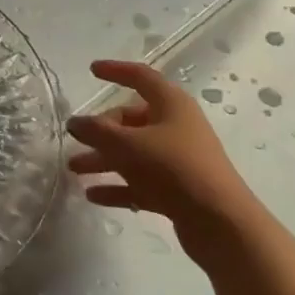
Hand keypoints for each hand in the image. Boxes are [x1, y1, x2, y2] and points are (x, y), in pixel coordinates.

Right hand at [66, 60, 262, 263]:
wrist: (220, 224)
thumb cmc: (173, 168)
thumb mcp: (127, 145)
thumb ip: (96, 131)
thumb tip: (74, 122)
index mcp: (171, 105)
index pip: (141, 77)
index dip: (115, 70)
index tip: (91, 70)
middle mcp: (176, 127)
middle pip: (131, 120)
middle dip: (100, 130)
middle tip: (75, 139)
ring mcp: (178, 160)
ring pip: (133, 153)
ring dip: (103, 159)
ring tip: (74, 169)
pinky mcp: (178, 190)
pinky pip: (140, 181)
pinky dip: (118, 185)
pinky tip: (93, 195)